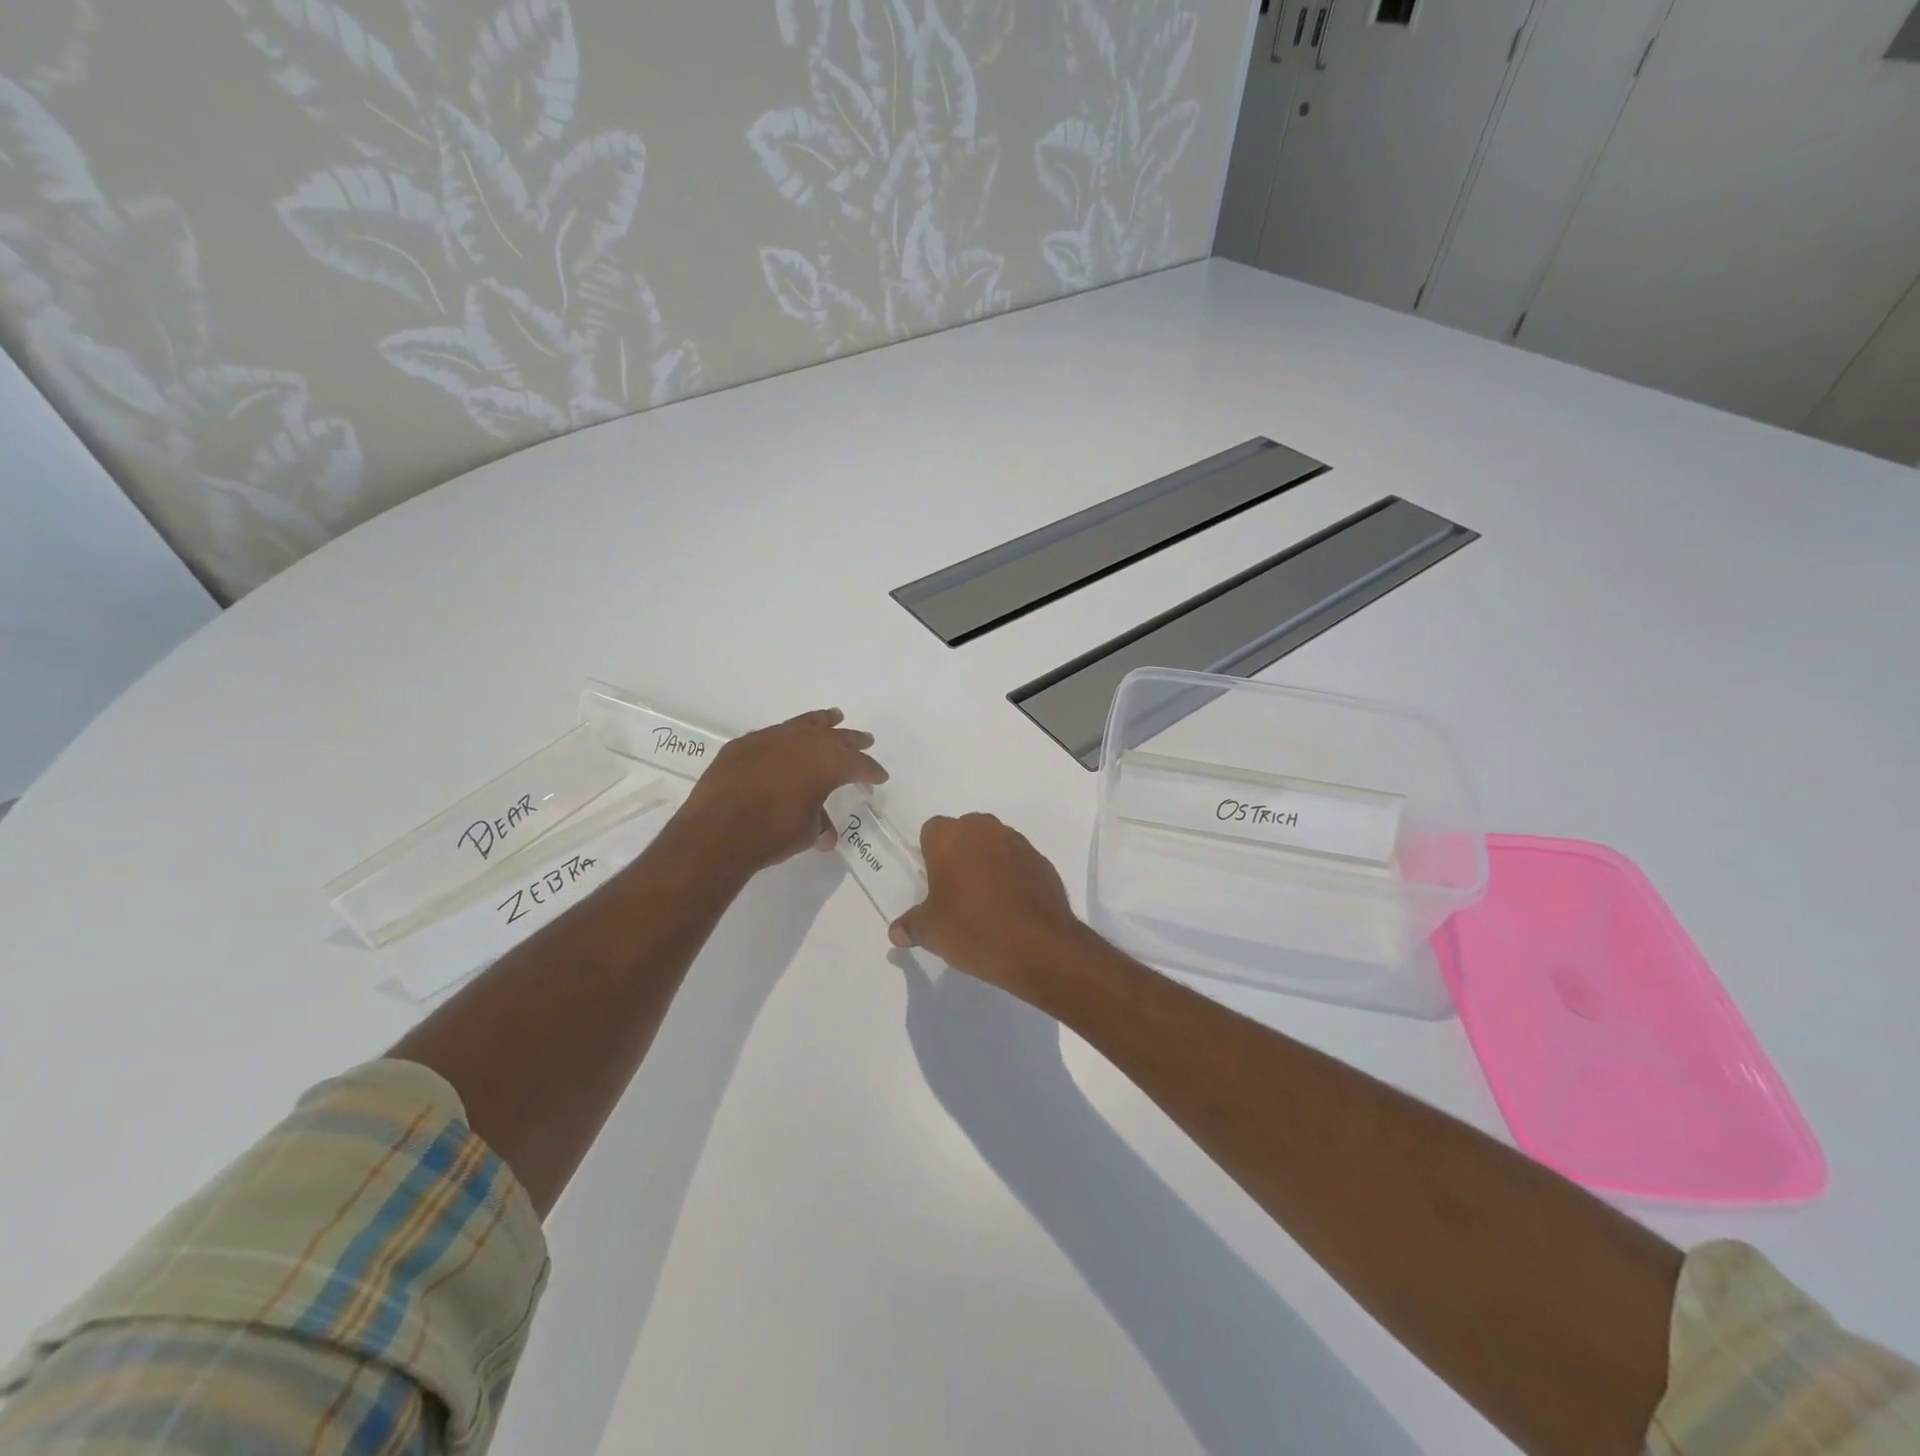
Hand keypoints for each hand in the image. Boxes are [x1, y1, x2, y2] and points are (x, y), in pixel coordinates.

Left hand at [678, 709, 886, 873]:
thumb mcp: (806, 832)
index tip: (880, 777)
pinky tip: (785, 742)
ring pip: (804, 724)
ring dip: (821, 723)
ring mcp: (771, 738)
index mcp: (828, 763)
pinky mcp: (744, 744)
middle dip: (853, 740)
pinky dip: (786, 738)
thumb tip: (825, 834)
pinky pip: (773, 735)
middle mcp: (804, 742)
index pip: (859, 765)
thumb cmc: (773, 833)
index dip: (871, 771)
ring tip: (832, 717)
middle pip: (836, 737)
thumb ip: (819, 824)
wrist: (718, 830)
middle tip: (865, 740)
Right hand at [888, 813, 1084, 994]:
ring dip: (988, 862)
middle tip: (956, 891)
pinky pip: (1018, 862)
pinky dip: (1013, 876)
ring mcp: (1017, 843)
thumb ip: (911, 925)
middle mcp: (984, 830)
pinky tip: (1011, 907)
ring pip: (994, 844)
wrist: (1039, 946)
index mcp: (950, 837)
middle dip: (959, 853)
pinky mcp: (1042, 862)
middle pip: (965, 832)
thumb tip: (897, 931)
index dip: (929, 854)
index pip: (931, 831)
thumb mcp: (931, 932)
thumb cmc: (973, 929)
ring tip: (985, 901)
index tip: (932, 882)